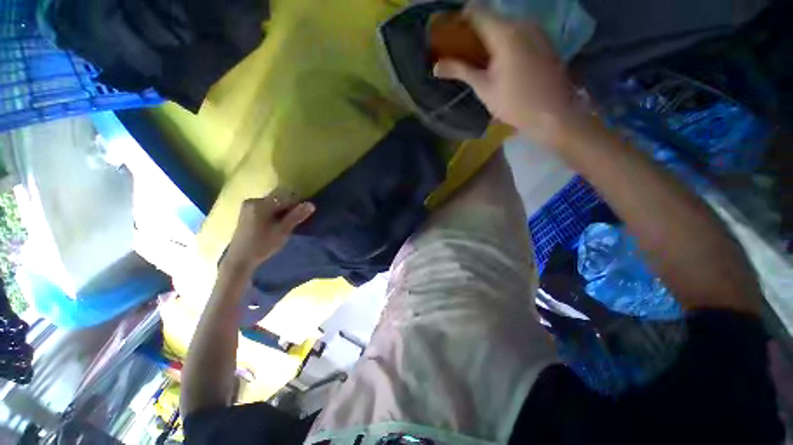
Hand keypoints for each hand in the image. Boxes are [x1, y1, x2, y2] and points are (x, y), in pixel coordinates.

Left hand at [223, 195, 314, 271]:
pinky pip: (266, 208)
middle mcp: (253, 201)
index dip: (298, 205)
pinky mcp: (247, 213)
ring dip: (283, 212)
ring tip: (287, 224)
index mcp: (261, 204)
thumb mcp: (283, 231)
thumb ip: (296, 216)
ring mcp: (249, 206)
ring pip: (273, 204)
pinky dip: (274, 214)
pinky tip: (276, 224)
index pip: (286, 197)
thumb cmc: (263, 245)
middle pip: (279, 200)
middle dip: (290, 208)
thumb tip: (311, 204)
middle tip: (296, 221)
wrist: (240, 259)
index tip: (304, 215)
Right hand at [434, 11, 580, 144]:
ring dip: (488, 37)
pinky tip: (498, 61)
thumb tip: (436, 67)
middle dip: (473, 32)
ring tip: (478, 59)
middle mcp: (522, 23)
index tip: (448, 36)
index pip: (476, 12)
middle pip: (491, 17)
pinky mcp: (543, 39)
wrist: (553, 114)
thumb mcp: (484, 88)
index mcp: (505, 33)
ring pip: (505, 24)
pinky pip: (518, 31)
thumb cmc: (515, 104)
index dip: (458, 20)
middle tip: (461, 52)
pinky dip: (503, 41)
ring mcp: (536, 29)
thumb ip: (461, 71)